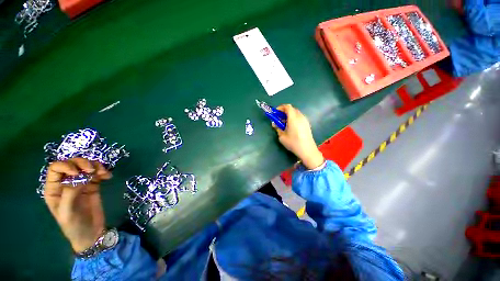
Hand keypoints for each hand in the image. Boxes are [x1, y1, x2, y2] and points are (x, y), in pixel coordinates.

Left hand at [43, 158, 111, 252]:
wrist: (91, 233)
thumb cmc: (74, 226)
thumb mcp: (67, 212)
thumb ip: (69, 194)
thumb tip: (79, 177)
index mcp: (54, 189)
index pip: (56, 169)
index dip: (66, 166)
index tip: (78, 172)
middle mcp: (65, 183)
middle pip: (72, 164)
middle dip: (83, 163)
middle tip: (92, 170)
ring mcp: (80, 183)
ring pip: (86, 166)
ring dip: (95, 166)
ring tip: (103, 173)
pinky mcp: (93, 185)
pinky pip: (97, 173)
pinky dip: (103, 171)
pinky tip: (108, 177)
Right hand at [273, 104, 324, 169]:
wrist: (307, 150)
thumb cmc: (293, 143)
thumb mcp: (282, 136)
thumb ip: (278, 128)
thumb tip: (275, 124)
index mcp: (293, 118)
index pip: (288, 107)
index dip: (281, 107)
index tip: (276, 112)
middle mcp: (300, 117)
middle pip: (292, 109)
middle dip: (284, 111)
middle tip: (279, 118)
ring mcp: (305, 120)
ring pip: (296, 113)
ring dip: (289, 115)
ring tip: (284, 123)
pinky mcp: (307, 124)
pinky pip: (299, 117)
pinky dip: (294, 118)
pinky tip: (291, 126)